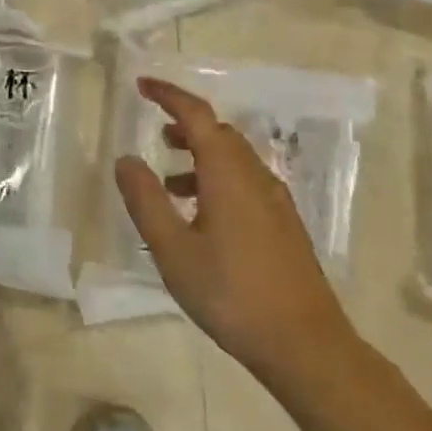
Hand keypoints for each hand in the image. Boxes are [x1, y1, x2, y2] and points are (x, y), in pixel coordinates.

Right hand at [115, 77, 355, 371]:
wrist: (305, 345)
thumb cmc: (231, 293)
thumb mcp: (174, 250)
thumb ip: (146, 200)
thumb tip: (126, 159)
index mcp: (228, 173)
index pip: (197, 115)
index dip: (169, 95)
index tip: (142, 85)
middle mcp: (256, 177)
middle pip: (219, 134)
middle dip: (185, 125)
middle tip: (155, 132)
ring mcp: (275, 201)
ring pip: (234, 160)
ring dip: (200, 156)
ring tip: (169, 181)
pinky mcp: (284, 225)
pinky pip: (245, 183)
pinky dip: (217, 180)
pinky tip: (201, 216)